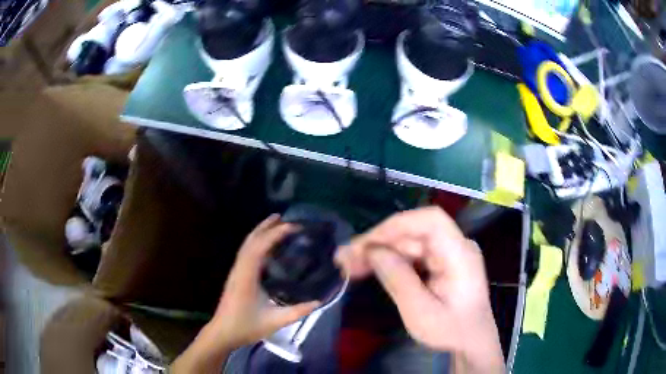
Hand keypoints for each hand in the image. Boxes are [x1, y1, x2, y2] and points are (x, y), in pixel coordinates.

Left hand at [171, 215, 319, 372]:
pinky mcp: (236, 276)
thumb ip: (298, 311)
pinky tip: (266, 246)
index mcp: (247, 277)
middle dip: (266, 226)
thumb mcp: (275, 322)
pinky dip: (257, 242)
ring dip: (260, 232)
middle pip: (250, 240)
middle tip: (284, 218)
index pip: (259, 247)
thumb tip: (319, 301)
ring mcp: (236, 271)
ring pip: (246, 245)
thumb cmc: (246, 327)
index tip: (293, 227)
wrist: (223, 332)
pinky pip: (246, 252)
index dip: (275, 234)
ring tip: (275, 224)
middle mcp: (239, 269)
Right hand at [335, 207, 503, 373]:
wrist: (471, 341)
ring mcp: (449, 252)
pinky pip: (412, 253)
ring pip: (409, 241)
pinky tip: (369, 268)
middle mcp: (456, 246)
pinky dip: (390, 260)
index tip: (366, 244)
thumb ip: (398, 280)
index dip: (396, 226)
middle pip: (414, 231)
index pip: (430, 222)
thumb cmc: (451, 332)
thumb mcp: (421, 313)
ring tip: (350, 265)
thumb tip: (372, 252)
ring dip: (380, 251)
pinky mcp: (441, 261)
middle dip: (379, 242)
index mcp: (460, 255)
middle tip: (346, 259)